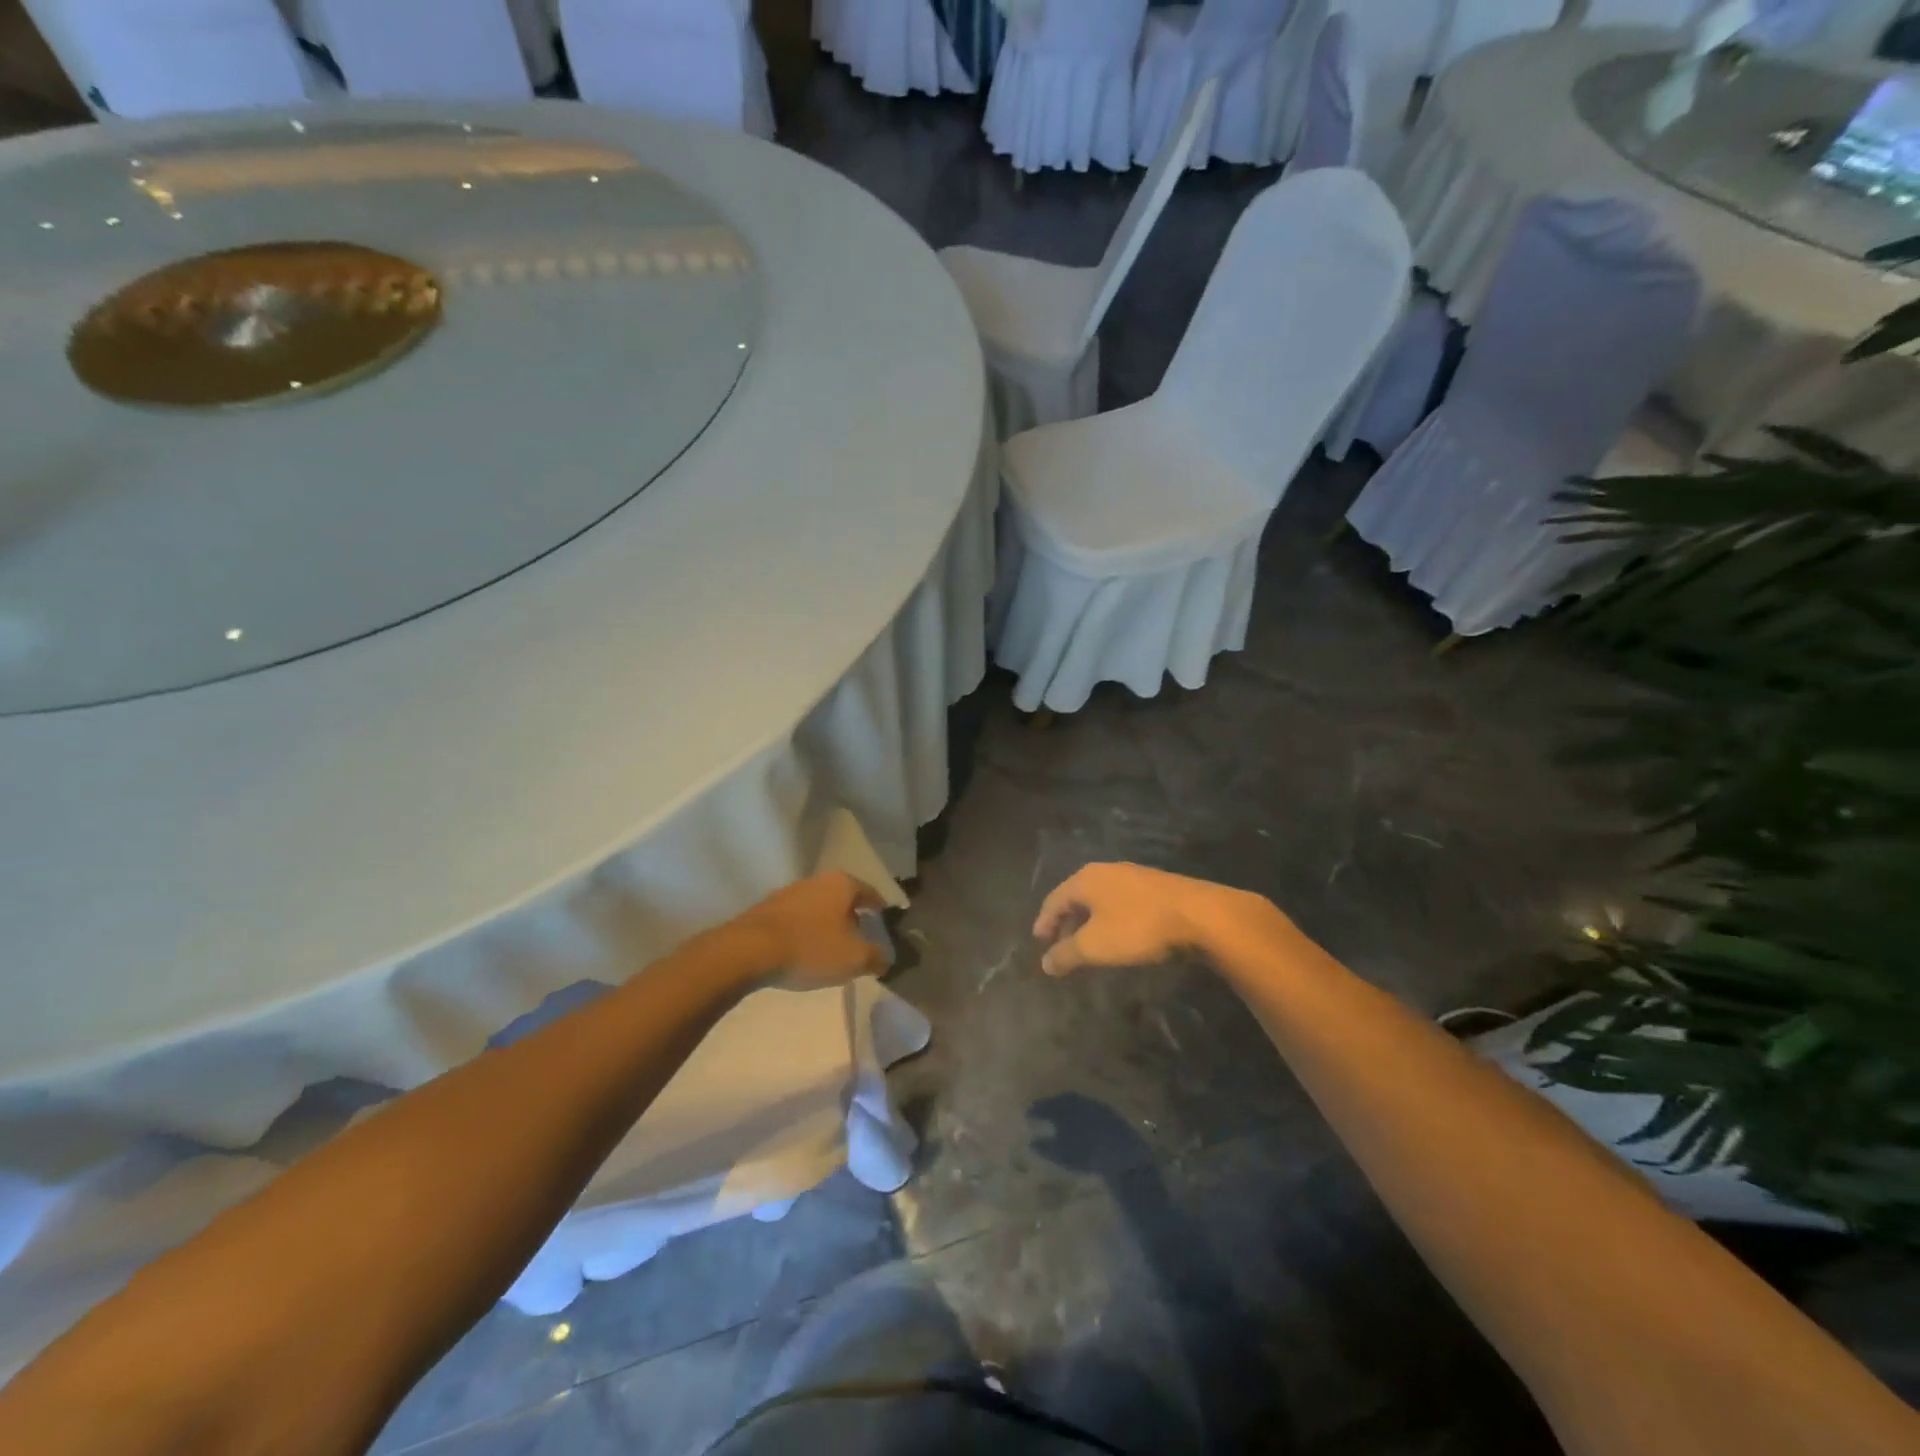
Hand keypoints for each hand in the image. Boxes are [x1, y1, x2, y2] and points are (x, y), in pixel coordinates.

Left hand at [730, 871, 888, 990]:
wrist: (748, 951)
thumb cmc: (811, 947)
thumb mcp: (854, 959)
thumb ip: (876, 957)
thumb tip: (885, 959)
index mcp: (842, 884)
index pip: (870, 892)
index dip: (880, 909)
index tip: (884, 922)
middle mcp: (817, 880)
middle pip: (843, 898)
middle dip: (852, 917)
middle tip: (859, 939)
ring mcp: (789, 892)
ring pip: (818, 907)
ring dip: (826, 924)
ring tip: (830, 949)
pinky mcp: (767, 909)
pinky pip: (797, 919)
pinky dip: (805, 932)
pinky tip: (803, 951)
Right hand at [1033, 863, 1280, 975]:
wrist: (1201, 915)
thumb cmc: (1138, 928)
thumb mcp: (1095, 946)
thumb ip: (1066, 954)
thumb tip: (1044, 963)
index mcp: (1085, 879)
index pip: (1054, 899)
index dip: (1044, 921)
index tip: (1039, 941)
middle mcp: (1106, 870)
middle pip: (1077, 895)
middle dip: (1067, 919)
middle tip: (1062, 943)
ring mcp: (1134, 875)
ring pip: (1102, 897)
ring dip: (1091, 919)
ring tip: (1090, 941)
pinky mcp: (1157, 886)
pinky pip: (1122, 901)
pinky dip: (1112, 917)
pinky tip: (1121, 933)